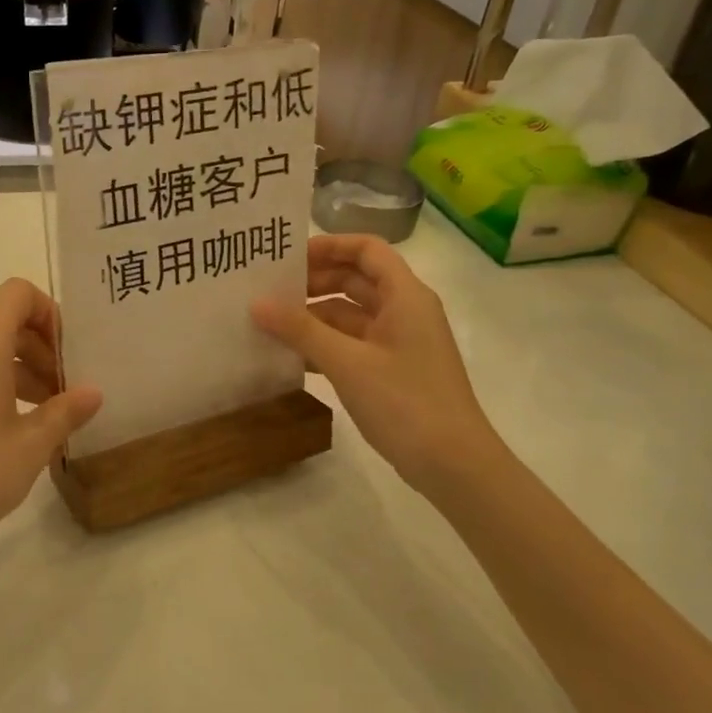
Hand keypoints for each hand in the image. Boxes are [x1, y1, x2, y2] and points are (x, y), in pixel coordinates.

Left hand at [0, 279, 101, 565]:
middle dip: (41, 349)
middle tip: (66, 391)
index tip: (68, 353)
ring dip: (21, 370)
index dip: (49, 312)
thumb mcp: (31, 445)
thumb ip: (66, 411)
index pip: (17, 293)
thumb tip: (93, 393)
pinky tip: (13, 428)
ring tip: (47, 414)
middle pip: (4, 323)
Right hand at [252, 234, 506, 490]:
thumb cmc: (405, 403)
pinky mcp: (392, 370)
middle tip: (271, 291)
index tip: (288, 258)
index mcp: (405, 296)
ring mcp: (399, 342)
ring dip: (315, 316)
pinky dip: (325, 344)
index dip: (329, 245)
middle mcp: (405, 311)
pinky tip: (292, 356)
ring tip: (271, 323)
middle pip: (356, 280)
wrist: (454, 466)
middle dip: (315, 281)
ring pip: (351, 314)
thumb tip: (256, 303)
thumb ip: (300, 330)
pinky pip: (353, 343)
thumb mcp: (347, 363)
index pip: (367, 250)